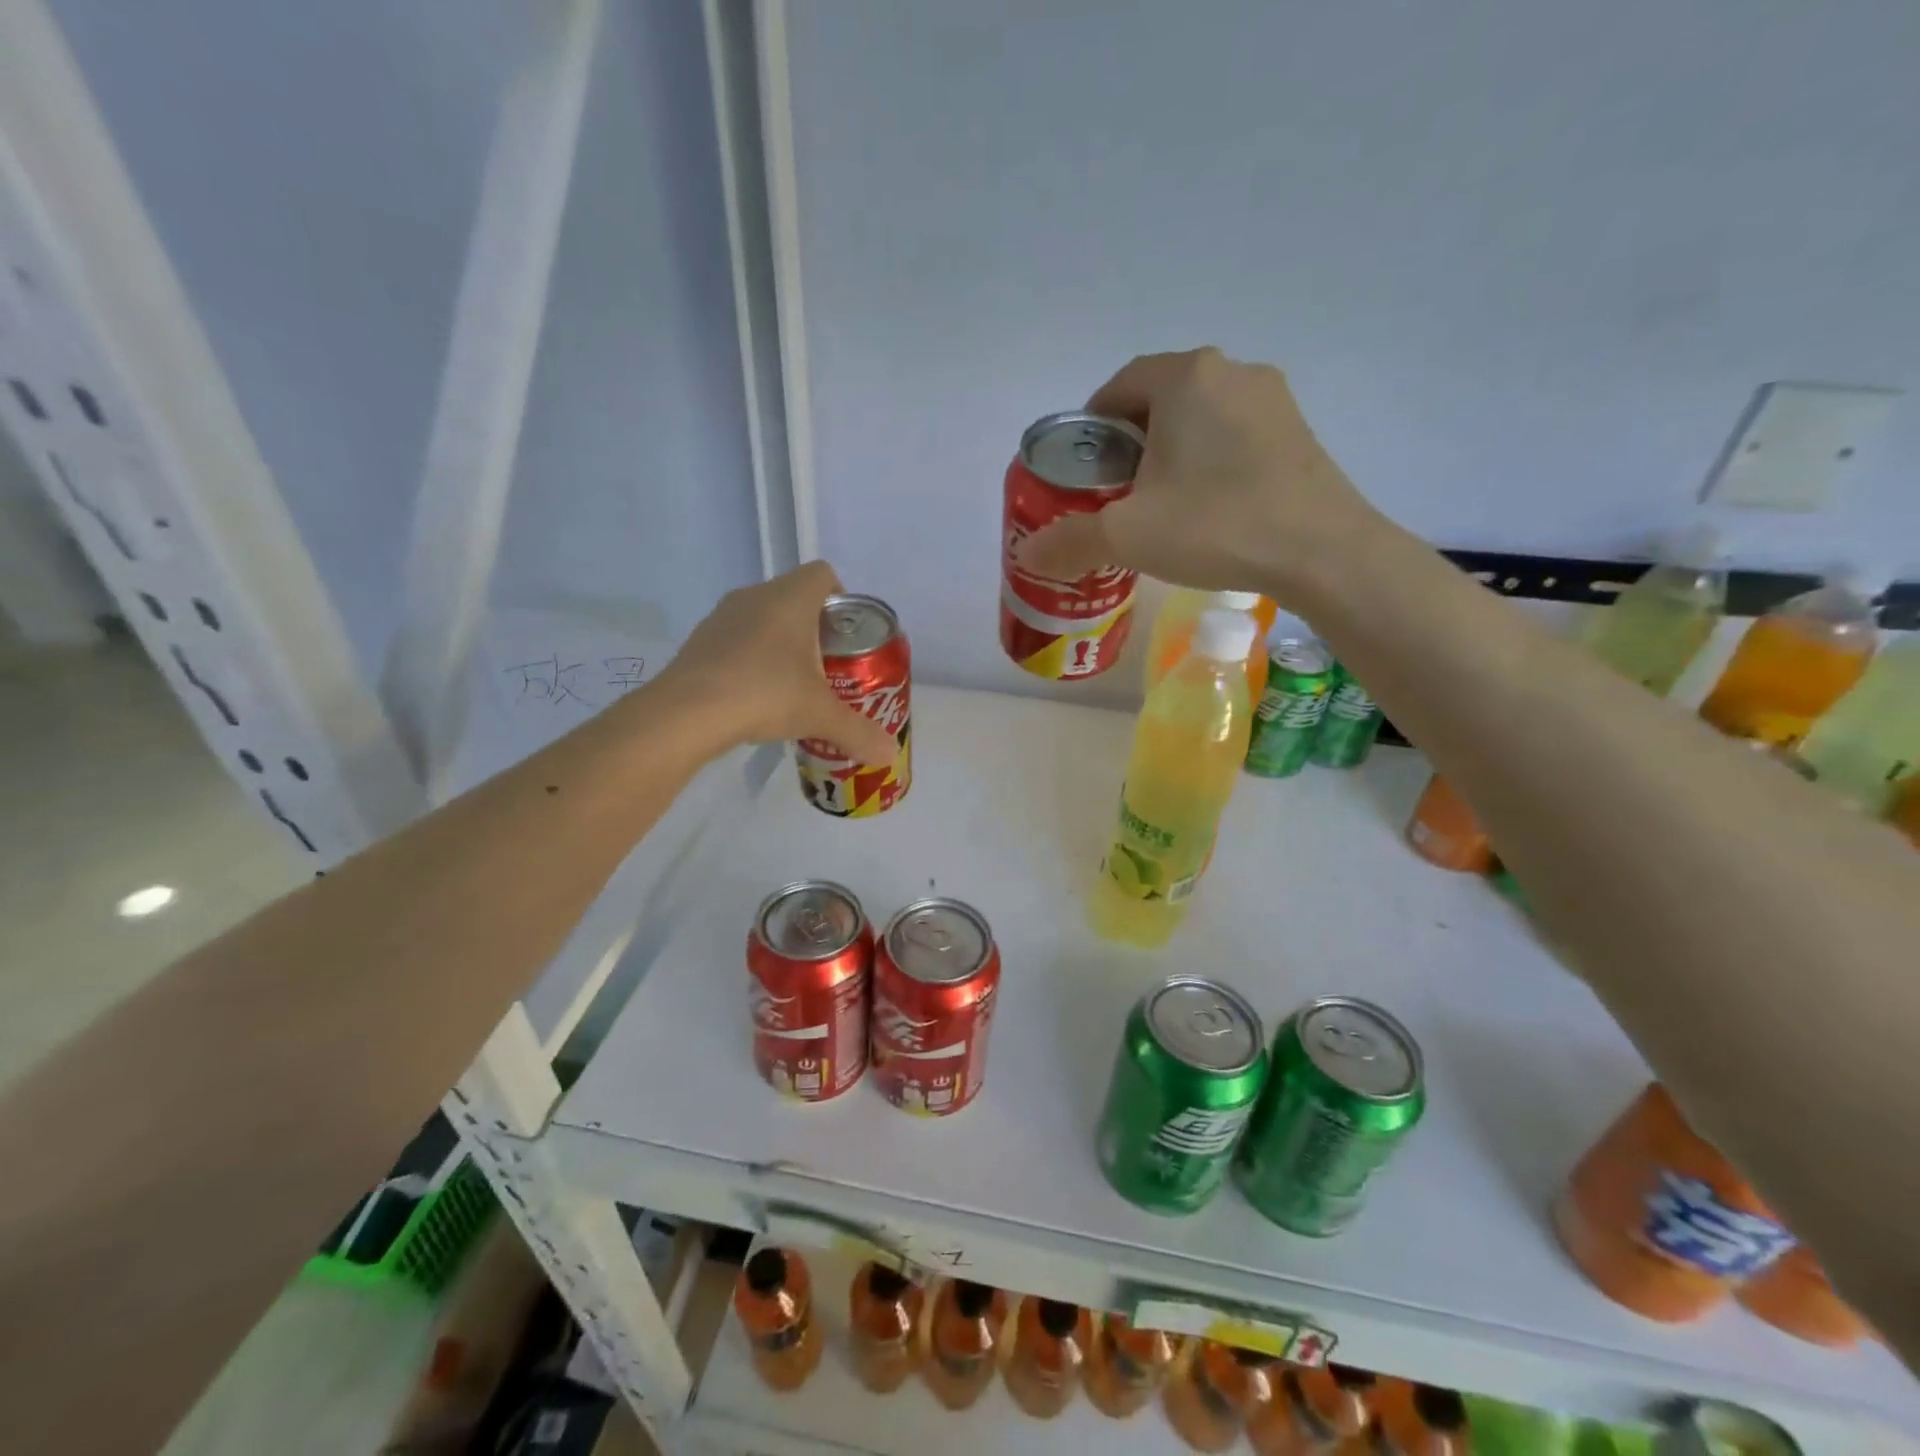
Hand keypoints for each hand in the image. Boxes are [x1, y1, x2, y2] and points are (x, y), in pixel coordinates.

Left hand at [655, 561, 899, 763]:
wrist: (686, 713)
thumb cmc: (764, 695)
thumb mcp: (820, 715)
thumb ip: (858, 732)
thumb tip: (890, 755)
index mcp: (790, 599)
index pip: (824, 575)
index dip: (842, 600)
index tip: (848, 637)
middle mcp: (755, 596)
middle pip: (795, 597)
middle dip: (815, 629)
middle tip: (828, 667)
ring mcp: (722, 616)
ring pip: (763, 617)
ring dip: (781, 643)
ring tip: (792, 684)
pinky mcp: (700, 641)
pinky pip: (737, 639)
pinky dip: (751, 658)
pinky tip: (755, 695)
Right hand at [1014, 347, 1380, 604]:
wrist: (1322, 552)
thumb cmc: (1215, 525)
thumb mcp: (1127, 536)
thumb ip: (1070, 540)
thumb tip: (1026, 555)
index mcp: (1185, 377)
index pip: (1119, 385)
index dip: (1093, 427)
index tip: (1084, 471)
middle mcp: (1231, 371)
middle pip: (1160, 400)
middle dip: (1131, 442)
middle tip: (1117, 494)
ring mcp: (1273, 399)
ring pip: (1200, 418)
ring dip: (1172, 452)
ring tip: (1163, 505)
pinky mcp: (1298, 431)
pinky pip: (1235, 435)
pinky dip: (1210, 461)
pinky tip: (1210, 507)